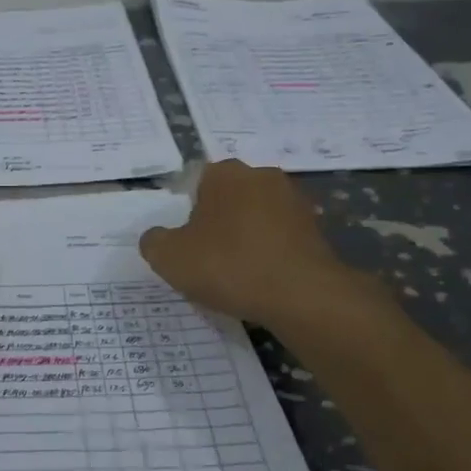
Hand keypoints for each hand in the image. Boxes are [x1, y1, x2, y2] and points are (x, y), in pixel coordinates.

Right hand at [139, 160, 396, 332]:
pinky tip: (261, 281)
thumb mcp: (169, 258)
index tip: (185, 242)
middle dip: (217, 222)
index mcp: (226, 173)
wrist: (302, 296)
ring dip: (244, 238)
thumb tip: (157, 237)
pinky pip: (279, 239)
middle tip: (205, 258)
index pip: (196, 183)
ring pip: (255, 218)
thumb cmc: (228, 265)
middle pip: (228, 198)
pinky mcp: (316, 229)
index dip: (187, 212)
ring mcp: (294, 202)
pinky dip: (269, 254)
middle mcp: (262, 176)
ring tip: (234, 275)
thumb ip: (154, 241)